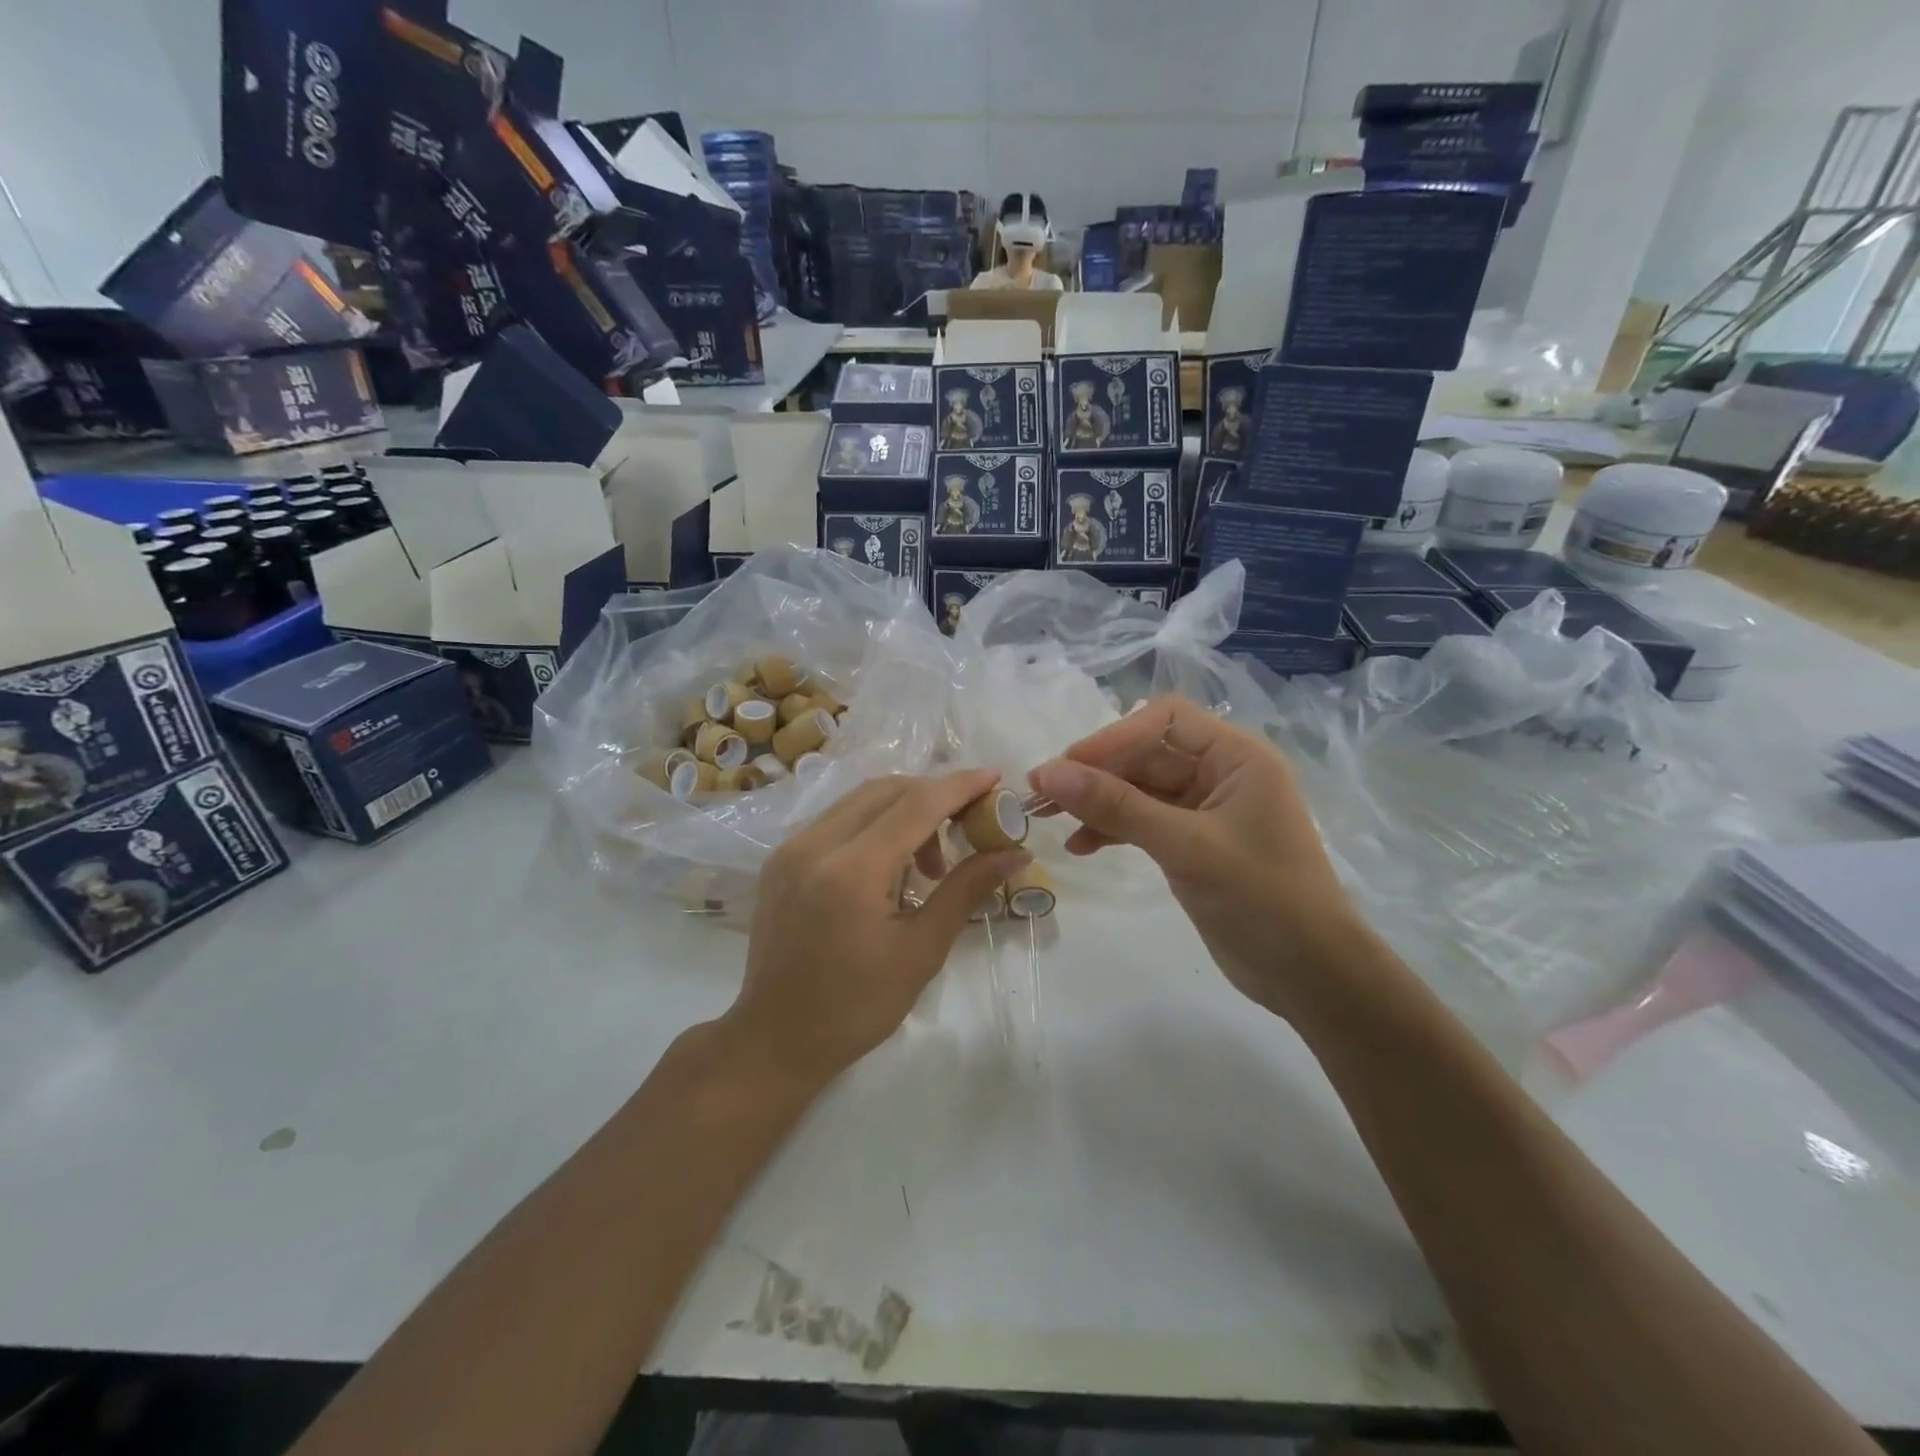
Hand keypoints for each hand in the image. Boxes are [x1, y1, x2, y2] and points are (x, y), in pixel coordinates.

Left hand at [724, 770, 1030, 1084]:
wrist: (775, 1039)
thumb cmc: (857, 1006)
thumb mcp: (921, 950)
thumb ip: (966, 889)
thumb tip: (1014, 852)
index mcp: (850, 872)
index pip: (916, 804)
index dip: (960, 786)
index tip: (996, 778)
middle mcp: (814, 845)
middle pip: (887, 790)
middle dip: (935, 796)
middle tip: (970, 824)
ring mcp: (790, 848)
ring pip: (860, 800)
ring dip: (905, 810)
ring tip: (931, 862)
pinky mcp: (780, 859)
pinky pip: (837, 819)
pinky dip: (874, 824)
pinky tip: (892, 863)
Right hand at [1027, 697, 1364, 1017]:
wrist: (1311, 976)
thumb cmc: (1262, 899)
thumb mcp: (1186, 846)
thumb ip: (1117, 807)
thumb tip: (1048, 772)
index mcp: (1237, 756)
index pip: (1164, 721)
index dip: (1113, 737)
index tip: (1066, 767)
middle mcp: (1221, 773)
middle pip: (1146, 755)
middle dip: (1095, 774)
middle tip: (1041, 796)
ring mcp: (1206, 810)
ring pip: (1139, 790)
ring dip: (1097, 803)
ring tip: (1049, 821)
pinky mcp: (1193, 843)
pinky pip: (1144, 821)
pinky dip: (1112, 829)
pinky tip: (1081, 845)